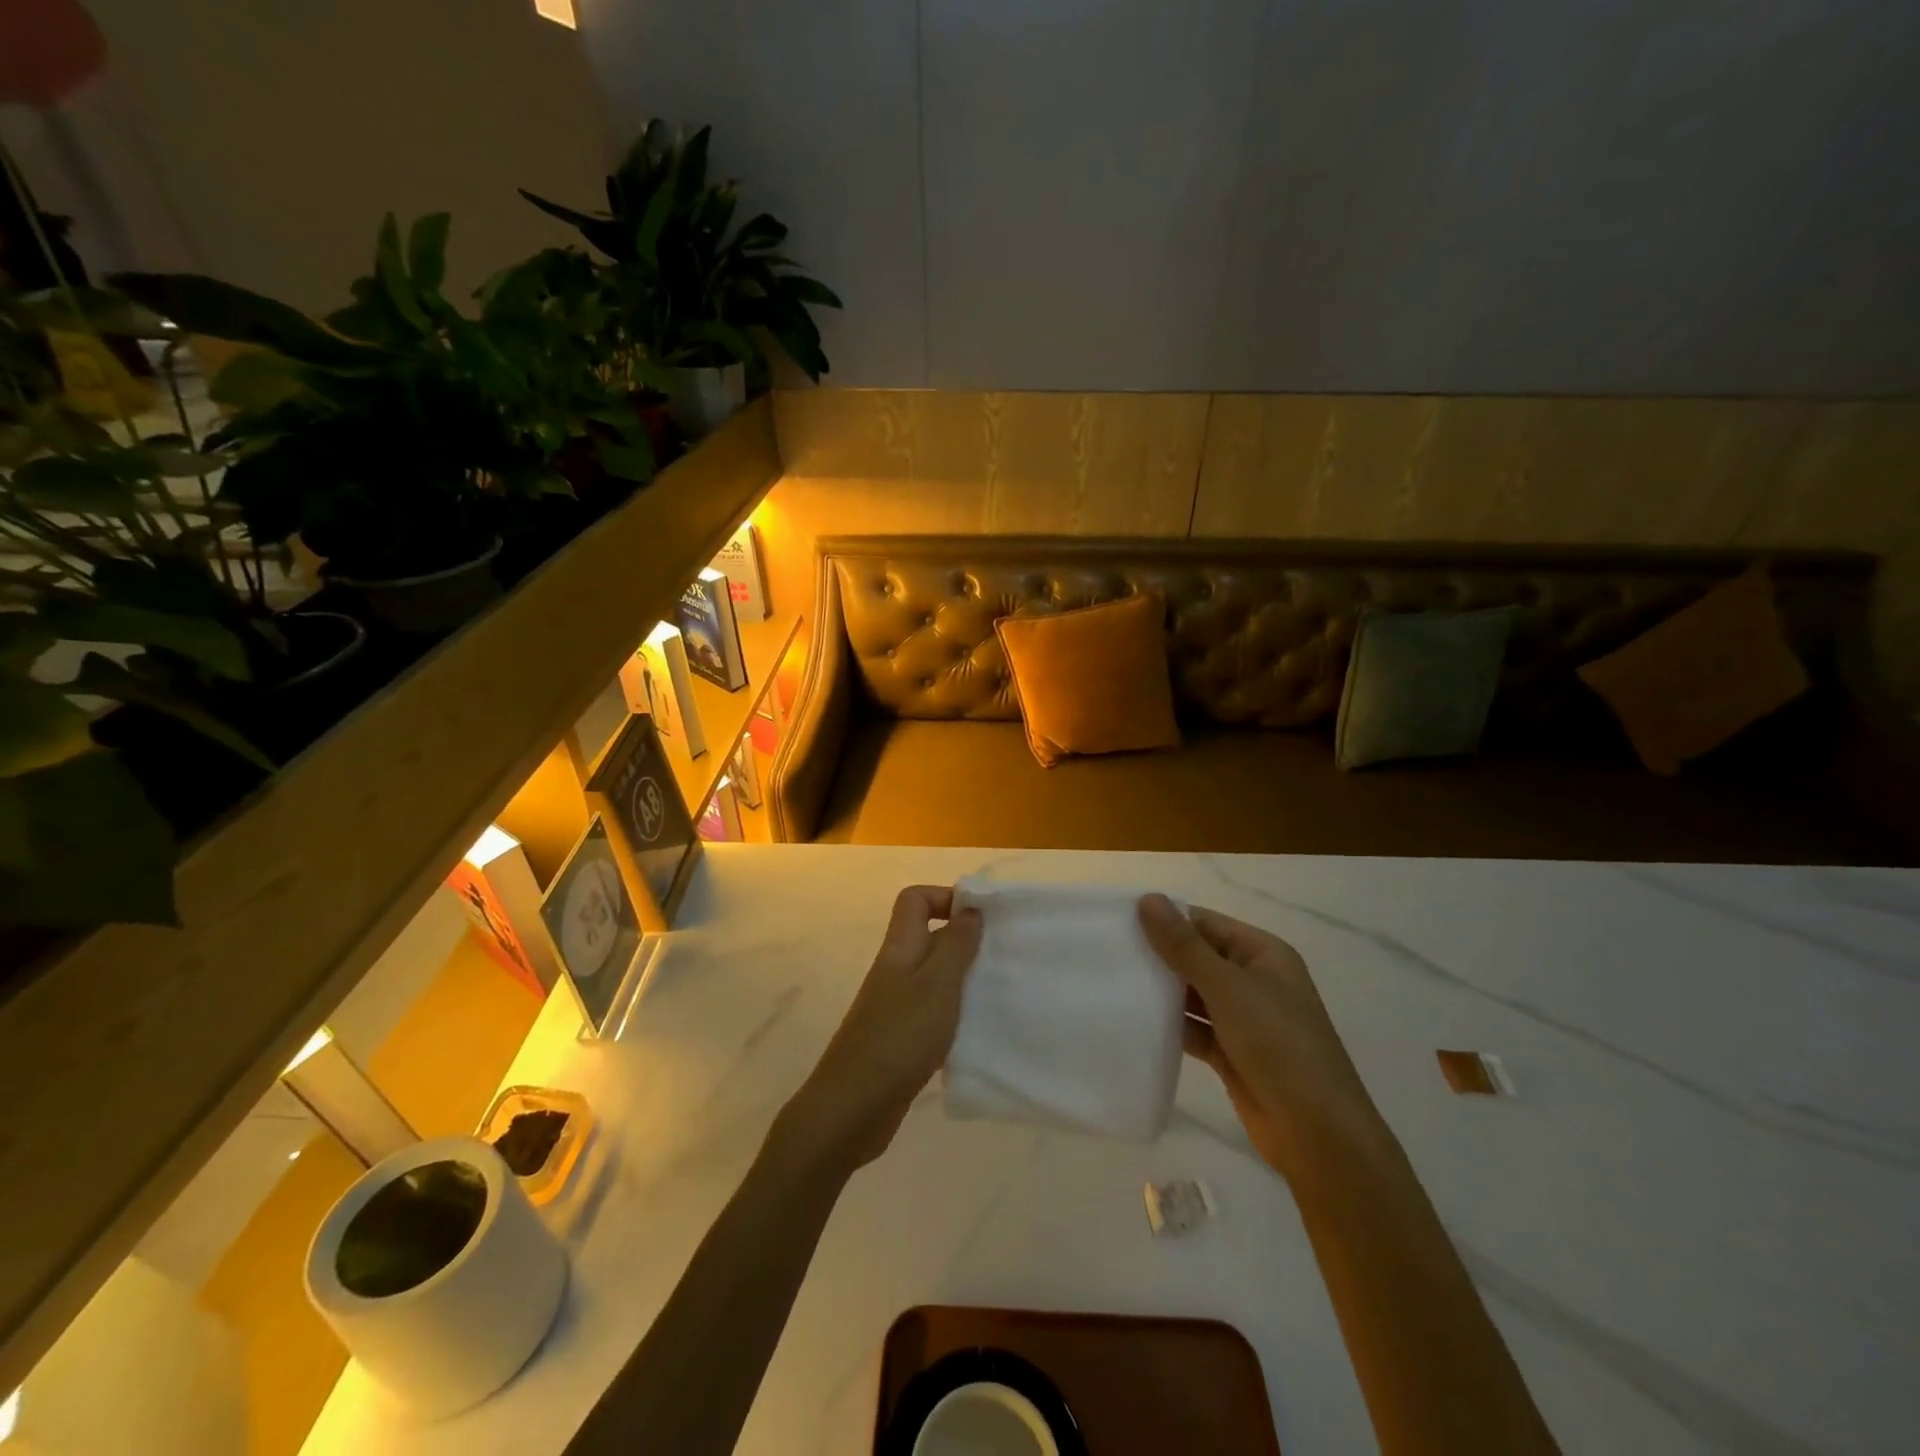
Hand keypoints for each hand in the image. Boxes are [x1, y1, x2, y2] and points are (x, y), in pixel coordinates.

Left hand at [780, 886, 982, 1172]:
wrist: (853, 1107)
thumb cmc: (899, 1036)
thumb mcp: (938, 984)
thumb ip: (956, 944)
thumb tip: (970, 908)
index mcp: (900, 948)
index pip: (915, 900)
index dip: (946, 897)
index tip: (982, 918)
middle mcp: (896, 970)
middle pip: (928, 936)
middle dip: (965, 940)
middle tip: (1001, 956)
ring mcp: (895, 1006)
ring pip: (933, 976)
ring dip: (963, 979)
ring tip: (997, 992)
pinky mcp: (900, 1039)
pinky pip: (932, 1012)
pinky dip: (954, 1015)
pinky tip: (977, 1032)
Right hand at [1138, 894, 1383, 1176]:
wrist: (1318, 1134)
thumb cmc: (1279, 1045)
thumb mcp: (1228, 988)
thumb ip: (1184, 946)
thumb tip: (1148, 898)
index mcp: (1263, 953)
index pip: (1204, 922)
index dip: (1164, 918)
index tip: (1116, 919)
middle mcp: (1254, 980)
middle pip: (1197, 956)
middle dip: (1158, 955)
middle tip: (1105, 950)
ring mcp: (1243, 1018)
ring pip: (1193, 994)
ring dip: (1160, 991)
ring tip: (1111, 981)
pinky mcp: (1231, 1052)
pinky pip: (1193, 1028)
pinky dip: (1169, 1024)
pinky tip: (1133, 1021)